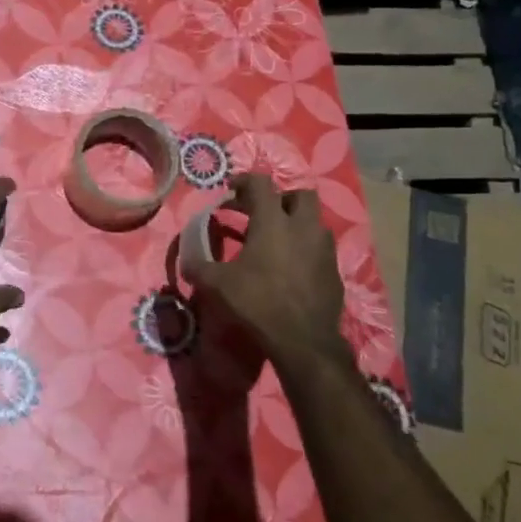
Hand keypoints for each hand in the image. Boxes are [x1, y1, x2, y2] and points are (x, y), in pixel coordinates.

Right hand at [181, 175, 351, 377]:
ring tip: (276, 242)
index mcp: (273, 222)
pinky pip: (320, 249)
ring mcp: (324, 249)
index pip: (261, 184)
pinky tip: (290, 269)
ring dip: (296, 225)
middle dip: (281, 199)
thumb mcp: (217, 284)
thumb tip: (186, 263)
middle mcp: (303, 228)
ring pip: (314, 223)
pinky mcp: (334, 271)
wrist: (303, 339)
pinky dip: (305, 250)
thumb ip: (199, 267)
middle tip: (262, 214)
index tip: (231, 190)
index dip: (244, 181)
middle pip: (300, 195)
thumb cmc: (257, 302)